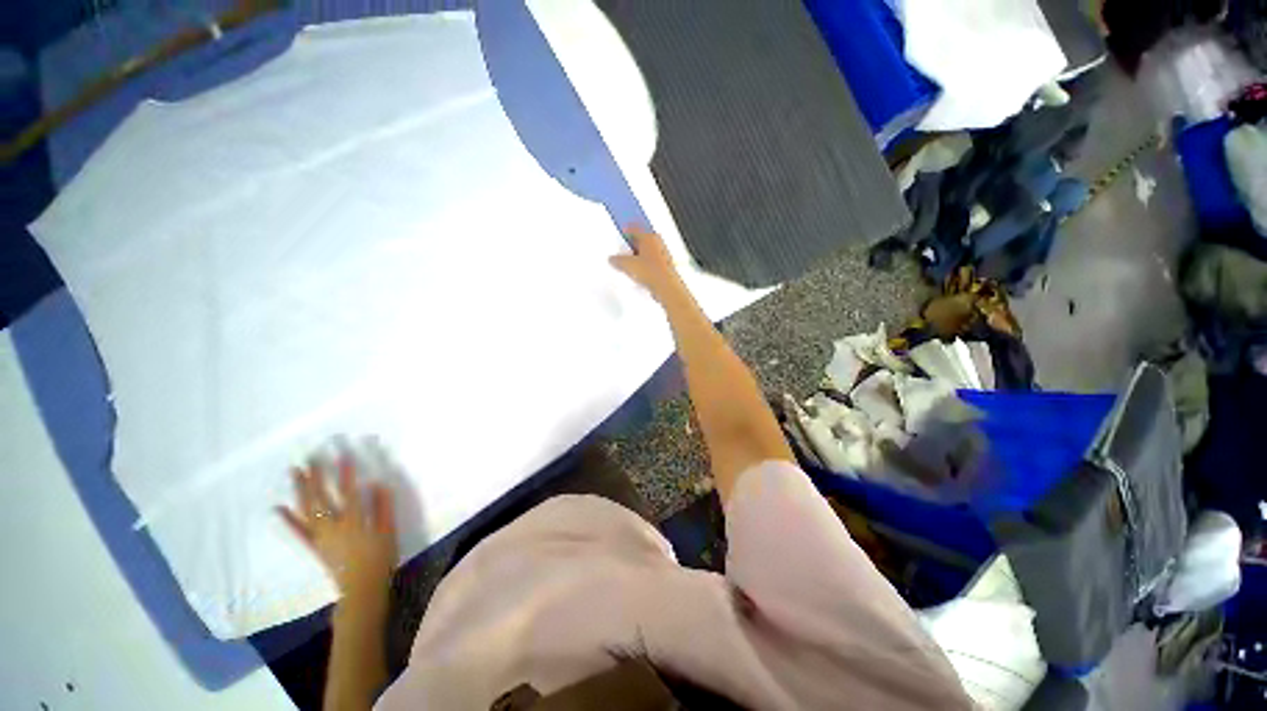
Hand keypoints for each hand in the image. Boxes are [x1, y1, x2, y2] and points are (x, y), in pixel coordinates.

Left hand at [278, 452, 397, 600]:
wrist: (362, 589)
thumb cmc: (380, 558)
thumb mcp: (388, 532)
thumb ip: (383, 508)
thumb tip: (377, 484)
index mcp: (354, 522)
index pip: (349, 492)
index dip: (346, 473)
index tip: (343, 455)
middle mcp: (333, 526)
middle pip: (322, 498)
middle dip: (316, 477)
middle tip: (310, 458)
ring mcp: (320, 537)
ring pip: (307, 510)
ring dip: (300, 491)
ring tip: (295, 472)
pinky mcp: (314, 547)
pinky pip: (299, 532)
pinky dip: (288, 520)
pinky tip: (279, 508)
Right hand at [610, 227, 686, 301]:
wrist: (665, 286)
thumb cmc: (652, 272)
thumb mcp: (627, 264)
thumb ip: (617, 260)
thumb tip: (613, 259)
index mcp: (649, 236)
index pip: (634, 229)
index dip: (625, 232)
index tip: (620, 237)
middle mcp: (657, 243)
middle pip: (641, 241)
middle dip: (631, 247)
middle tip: (622, 253)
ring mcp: (663, 254)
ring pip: (647, 252)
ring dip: (638, 257)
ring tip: (630, 266)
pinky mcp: (665, 266)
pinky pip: (651, 263)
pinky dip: (645, 266)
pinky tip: (639, 274)